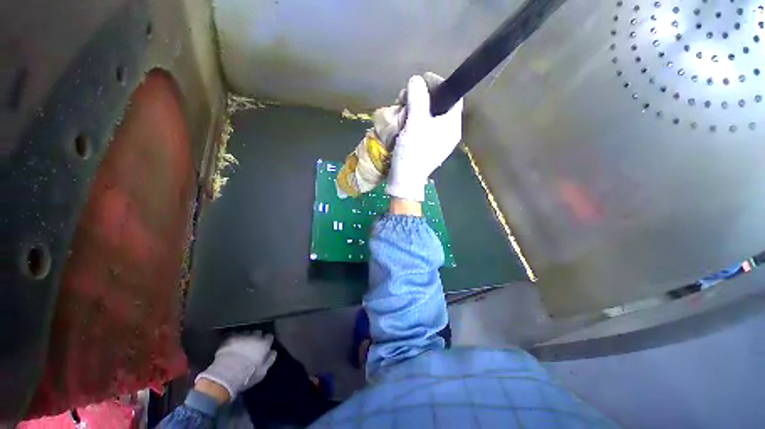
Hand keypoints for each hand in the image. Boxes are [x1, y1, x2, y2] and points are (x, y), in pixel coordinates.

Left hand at [195, 332, 276, 400]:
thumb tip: (273, 352)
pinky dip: (234, 340)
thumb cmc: (247, 375)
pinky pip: (234, 336)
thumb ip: (269, 359)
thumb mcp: (262, 372)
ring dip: (245, 338)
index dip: (267, 342)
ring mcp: (241, 336)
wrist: (225, 376)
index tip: (265, 347)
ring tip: (242, 345)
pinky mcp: (229, 339)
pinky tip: (232, 346)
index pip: (269, 337)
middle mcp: (254, 337)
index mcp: (264, 344)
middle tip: (253, 346)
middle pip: (258, 333)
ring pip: (246, 333)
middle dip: (256, 338)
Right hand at [385, 73, 463, 201]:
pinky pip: (422, 127)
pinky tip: (402, 121)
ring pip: (428, 116)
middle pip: (439, 105)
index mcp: (451, 126)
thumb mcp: (415, 124)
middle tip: (405, 97)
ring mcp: (437, 141)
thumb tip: (416, 81)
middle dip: (422, 97)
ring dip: (414, 109)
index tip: (422, 80)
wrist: (405, 181)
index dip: (438, 84)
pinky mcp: (426, 147)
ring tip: (400, 109)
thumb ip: (418, 99)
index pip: (453, 96)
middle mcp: (447, 132)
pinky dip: (412, 121)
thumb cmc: (412, 153)